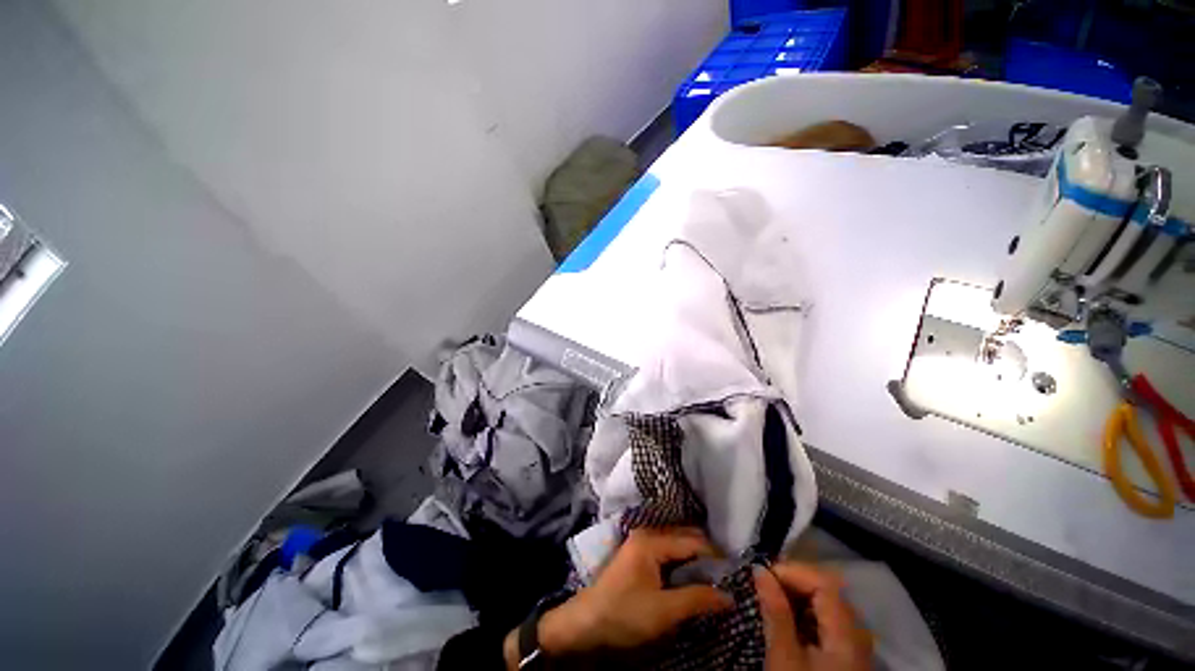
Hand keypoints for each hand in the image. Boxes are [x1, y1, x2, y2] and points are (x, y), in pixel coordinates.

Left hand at [506, 528, 732, 665]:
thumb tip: (729, 596)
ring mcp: (641, 542)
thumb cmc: (625, 613)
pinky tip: (692, 577)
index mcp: (652, 540)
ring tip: (714, 578)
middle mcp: (647, 533)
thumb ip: (697, 599)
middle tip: (727, 575)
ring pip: (676, 544)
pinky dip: (682, 562)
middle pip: (685, 537)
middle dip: (706, 554)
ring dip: (695, 558)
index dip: (715, 556)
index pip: (692, 541)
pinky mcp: (638, 555)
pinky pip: (667, 551)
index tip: (736, 572)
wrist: (587, 622)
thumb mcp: (664, 610)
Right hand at [755, 562, 872, 670]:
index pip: (823, 584)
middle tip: (764, 583)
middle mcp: (856, 634)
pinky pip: (826, 621)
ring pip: (827, 604)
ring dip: (797, 595)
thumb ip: (775, 611)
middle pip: (828, 590)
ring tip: (771, 596)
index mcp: (847, 634)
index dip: (793, 572)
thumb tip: (759, 570)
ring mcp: (853, 645)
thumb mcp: (784, 657)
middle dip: (793, 580)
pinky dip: (805, 612)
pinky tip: (787, 617)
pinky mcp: (844, 656)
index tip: (762, 574)